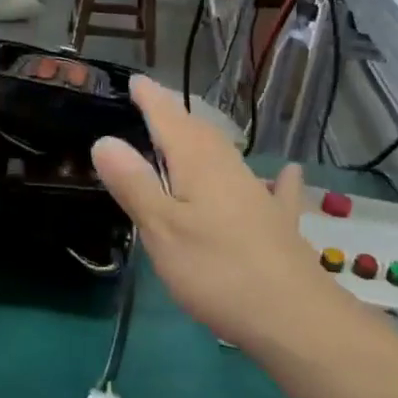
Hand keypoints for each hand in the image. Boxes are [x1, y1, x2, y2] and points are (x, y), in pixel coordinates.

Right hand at [91, 76, 342, 351]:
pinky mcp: (277, 223)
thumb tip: (104, 139)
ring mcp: (258, 194)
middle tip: (155, 105)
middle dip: (175, 116)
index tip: (136, 80)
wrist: (293, 316)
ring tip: (192, 134)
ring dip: (206, 140)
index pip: (169, 119)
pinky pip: (273, 189)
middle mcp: (230, 169)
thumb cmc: (216, 271)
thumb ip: (134, 184)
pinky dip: (274, 177)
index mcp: (198, 164)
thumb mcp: (162, 229)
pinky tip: (287, 173)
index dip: (151, 99)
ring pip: (227, 155)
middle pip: (199, 132)